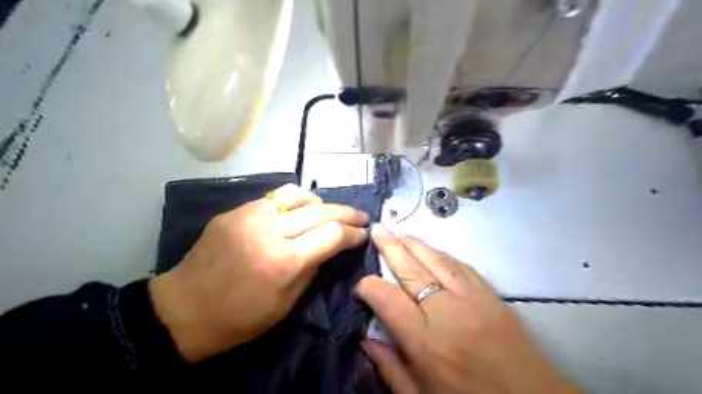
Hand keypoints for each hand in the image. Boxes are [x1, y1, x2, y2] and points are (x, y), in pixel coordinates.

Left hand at [149, 185, 367, 362]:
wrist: (183, 310)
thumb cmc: (240, 318)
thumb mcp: (287, 303)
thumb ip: (313, 268)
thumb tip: (330, 246)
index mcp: (284, 261)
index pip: (332, 234)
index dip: (354, 233)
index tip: (364, 234)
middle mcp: (269, 231)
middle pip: (321, 210)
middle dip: (348, 213)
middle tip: (362, 217)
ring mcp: (249, 216)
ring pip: (298, 194)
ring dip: (320, 203)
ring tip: (328, 213)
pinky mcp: (236, 211)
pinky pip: (274, 198)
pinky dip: (294, 203)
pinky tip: (298, 212)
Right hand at [355, 225, 583, 393]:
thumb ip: (389, 367)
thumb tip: (364, 338)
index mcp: (424, 340)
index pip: (387, 298)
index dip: (369, 285)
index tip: (360, 283)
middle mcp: (445, 311)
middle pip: (411, 269)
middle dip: (390, 246)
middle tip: (377, 229)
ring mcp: (471, 298)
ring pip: (436, 260)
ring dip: (414, 243)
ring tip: (397, 230)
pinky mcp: (490, 294)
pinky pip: (461, 265)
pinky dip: (441, 253)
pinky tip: (431, 248)